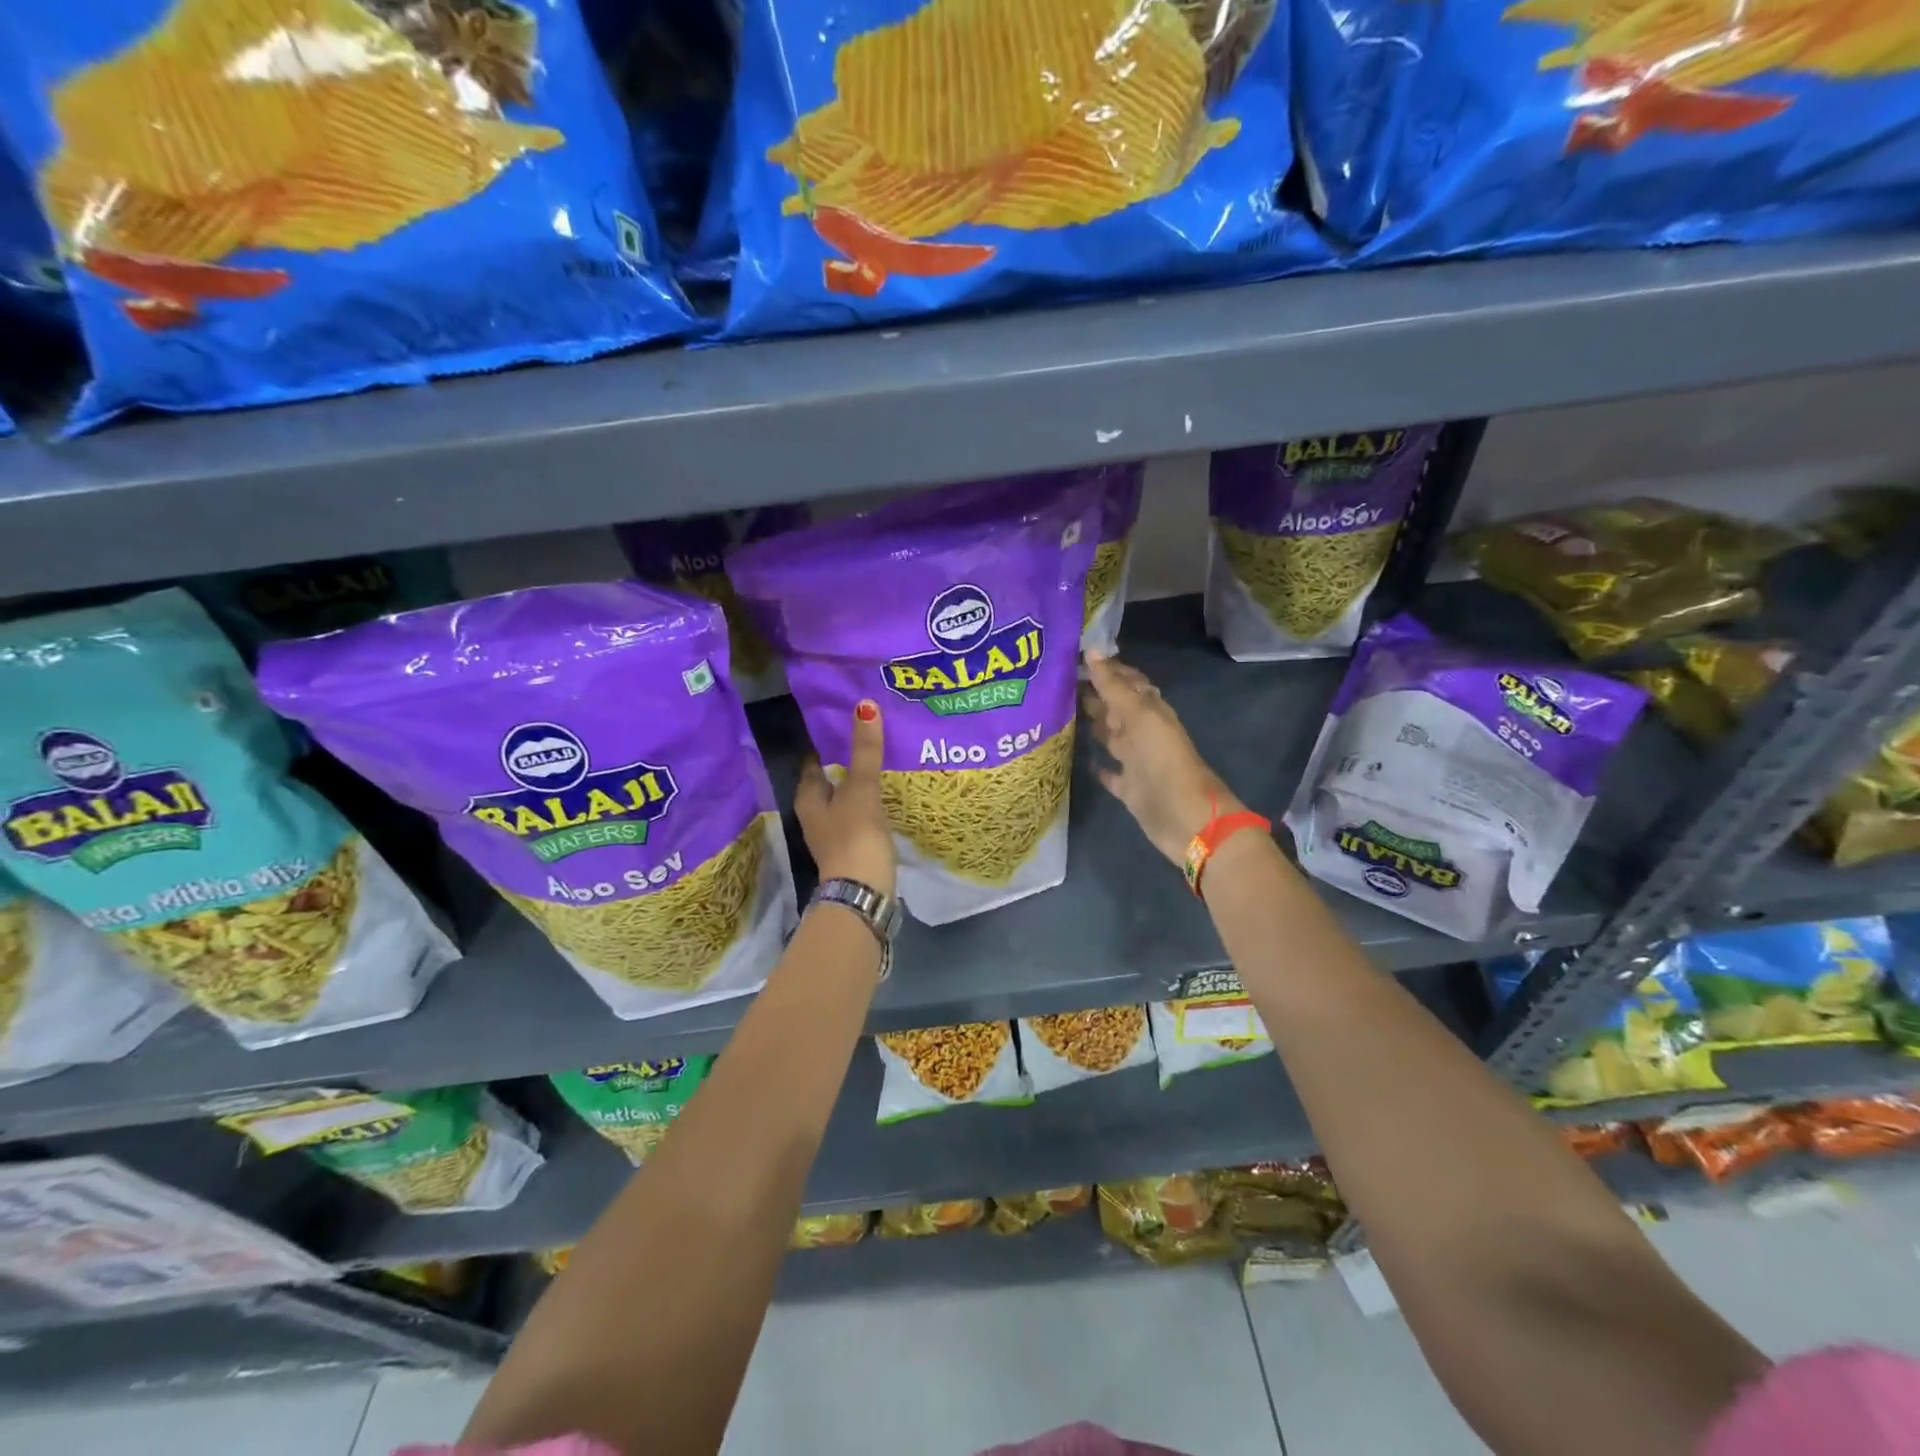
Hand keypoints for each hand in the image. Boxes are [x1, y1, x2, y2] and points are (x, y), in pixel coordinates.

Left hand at [796, 698, 896, 895]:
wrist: (864, 893)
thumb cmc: (855, 835)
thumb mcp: (861, 788)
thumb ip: (864, 751)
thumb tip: (864, 706)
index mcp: (808, 799)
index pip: (812, 765)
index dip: (825, 746)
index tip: (842, 726)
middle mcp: (815, 817)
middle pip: (828, 784)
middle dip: (844, 765)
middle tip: (867, 743)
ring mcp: (834, 836)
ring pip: (844, 802)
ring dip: (858, 787)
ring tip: (881, 767)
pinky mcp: (853, 851)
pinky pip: (859, 819)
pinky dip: (869, 807)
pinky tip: (886, 800)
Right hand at [1081, 650, 1243, 866]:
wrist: (1186, 818)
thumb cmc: (1164, 760)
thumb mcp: (1140, 716)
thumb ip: (1114, 686)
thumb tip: (1092, 650)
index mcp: (1149, 711)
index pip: (1125, 681)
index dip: (1104, 669)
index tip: (1072, 656)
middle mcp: (1142, 733)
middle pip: (1115, 708)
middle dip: (1093, 695)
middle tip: (1057, 682)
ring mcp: (1136, 761)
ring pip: (1111, 737)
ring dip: (1092, 726)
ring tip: (1060, 714)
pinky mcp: (1130, 789)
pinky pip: (1111, 774)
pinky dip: (1099, 767)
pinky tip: (1082, 760)